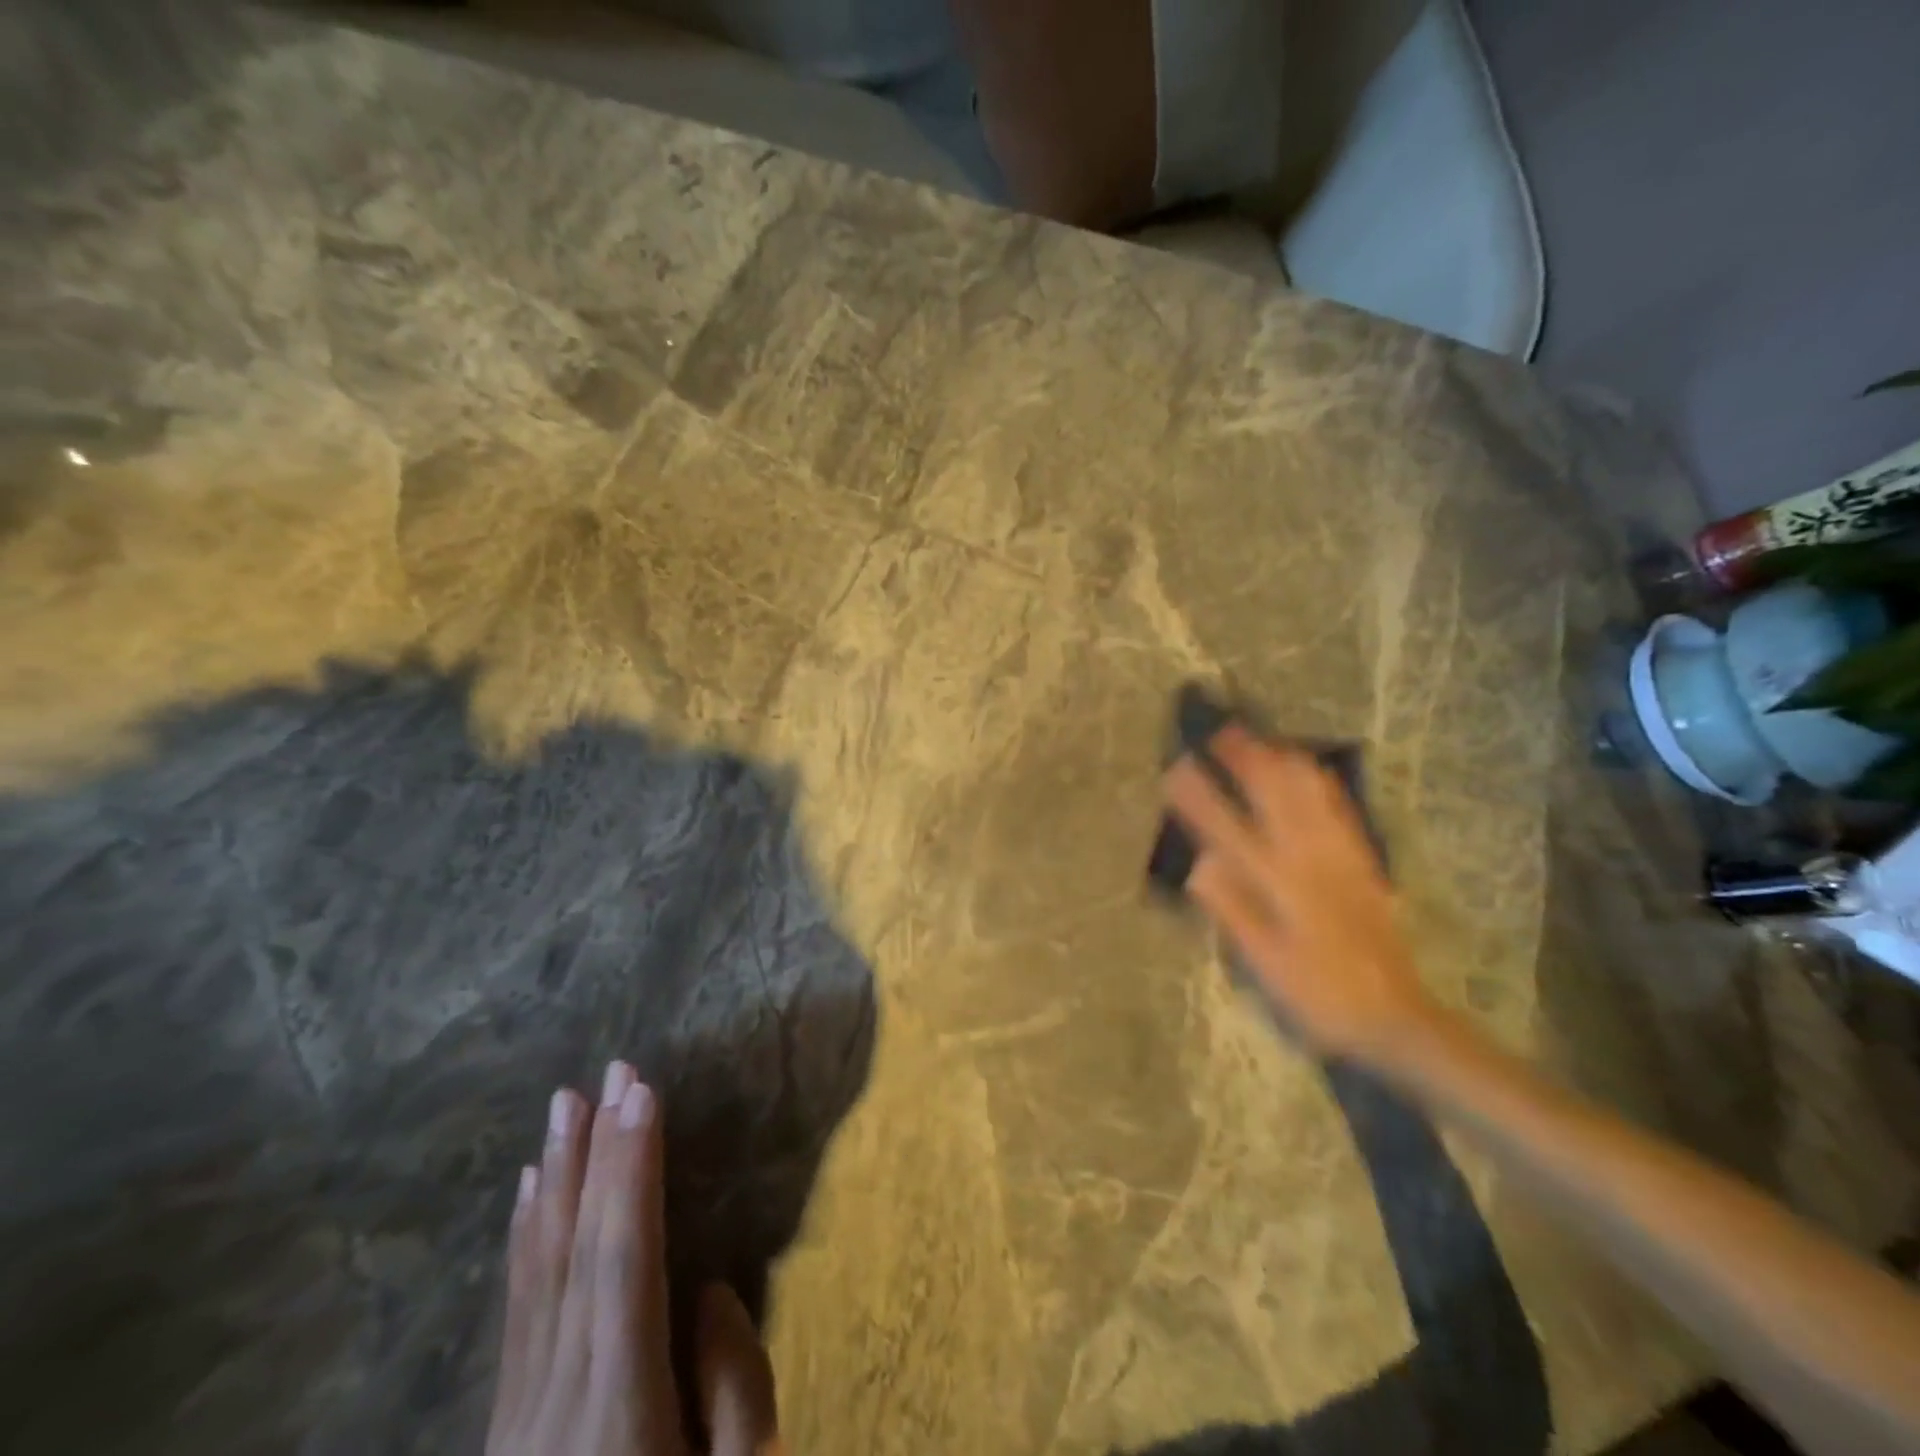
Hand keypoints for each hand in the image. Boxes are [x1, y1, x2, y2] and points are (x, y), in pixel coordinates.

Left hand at [486, 1062, 781, 1455]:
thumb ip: (736, 1386)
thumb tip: (704, 1288)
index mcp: (621, 1409)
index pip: (622, 1256)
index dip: (631, 1168)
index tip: (642, 1092)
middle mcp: (558, 1398)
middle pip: (575, 1249)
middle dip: (594, 1152)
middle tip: (606, 1072)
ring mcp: (520, 1414)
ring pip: (537, 1271)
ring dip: (554, 1181)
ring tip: (561, 1111)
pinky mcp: (506, 1425)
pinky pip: (517, 1310)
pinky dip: (524, 1241)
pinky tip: (526, 1198)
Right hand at [1162, 725, 1434, 1060]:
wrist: (1394, 1015)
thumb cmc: (1318, 993)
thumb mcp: (1266, 963)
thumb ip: (1233, 910)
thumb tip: (1199, 864)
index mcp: (1280, 884)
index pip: (1229, 829)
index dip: (1200, 797)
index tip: (1175, 768)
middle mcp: (1310, 860)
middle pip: (1275, 796)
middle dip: (1246, 760)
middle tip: (1222, 731)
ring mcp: (1341, 858)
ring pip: (1310, 796)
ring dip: (1283, 762)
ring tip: (1262, 738)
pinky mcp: (1362, 864)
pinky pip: (1340, 811)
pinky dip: (1321, 784)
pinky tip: (1313, 769)